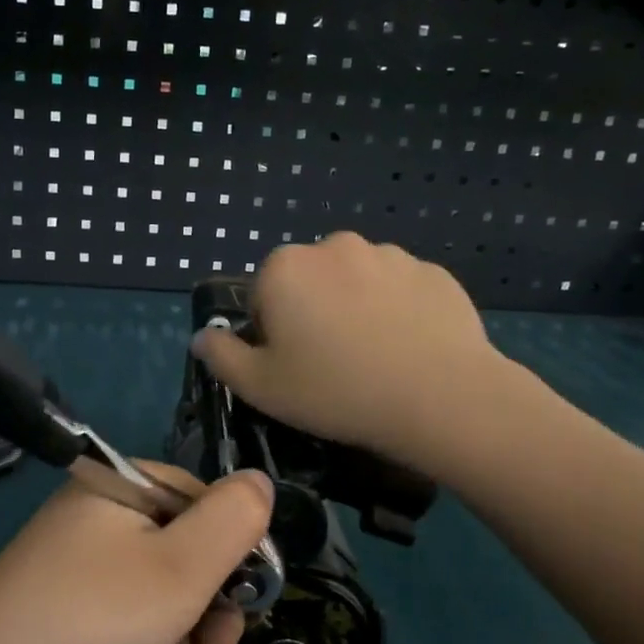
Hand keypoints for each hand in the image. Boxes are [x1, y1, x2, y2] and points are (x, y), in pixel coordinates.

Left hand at [0, 464, 273, 643]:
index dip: (234, 550)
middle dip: (209, 604)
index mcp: (119, 484)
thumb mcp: (181, 568)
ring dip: (182, 635)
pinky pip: (123, 613)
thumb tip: (259, 481)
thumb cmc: (94, 617)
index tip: (248, 601)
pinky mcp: (61, 603)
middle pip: (181, 547)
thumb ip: (233, 519)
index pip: (202, 498)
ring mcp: (73, 559)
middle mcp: (94, 512)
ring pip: (156, 588)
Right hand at [192, 231, 508, 472]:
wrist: (440, 397)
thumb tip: (204, 336)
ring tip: (376, 358)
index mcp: (285, 268)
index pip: (262, 295)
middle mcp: (334, 246)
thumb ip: (221, 357)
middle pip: (310, 282)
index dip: (272, 333)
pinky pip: (401, 290)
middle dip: (313, 312)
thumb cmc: (336, 391)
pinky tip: (409, 350)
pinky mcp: (434, 272)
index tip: (293, 366)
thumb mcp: (260, 387)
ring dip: (356, 308)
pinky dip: (399, 312)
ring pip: (357, 282)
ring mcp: (390, 254)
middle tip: (333, 364)